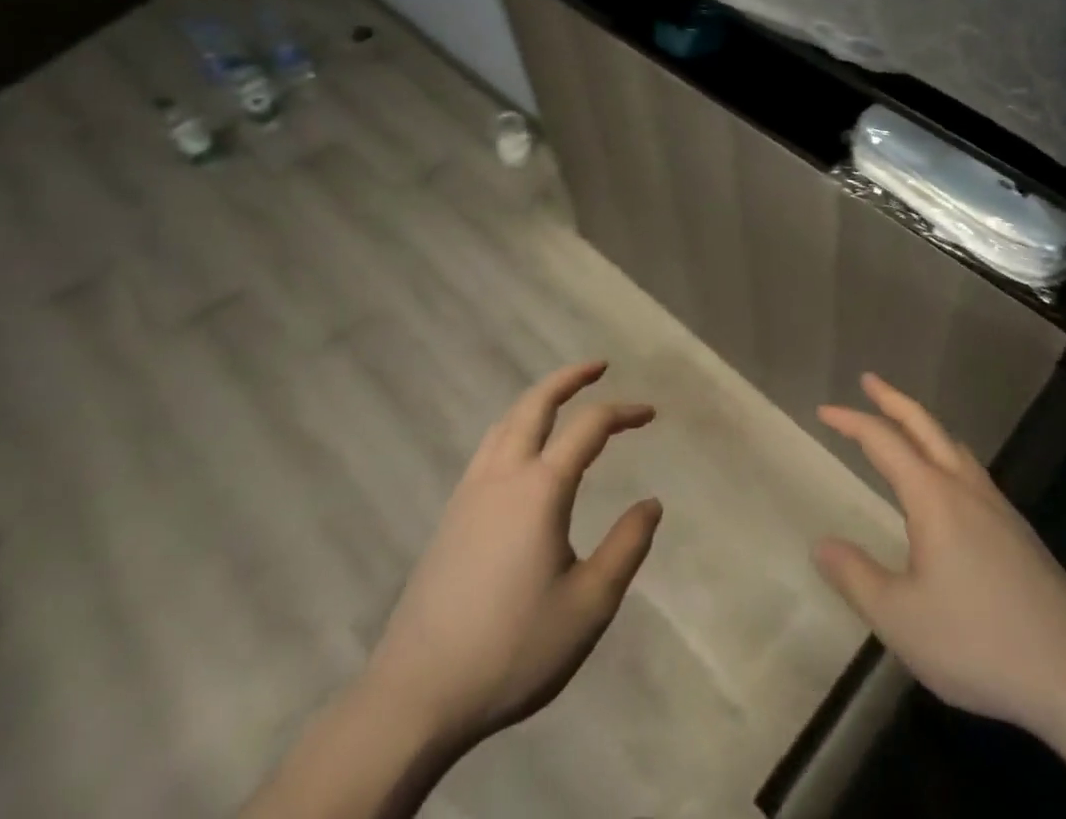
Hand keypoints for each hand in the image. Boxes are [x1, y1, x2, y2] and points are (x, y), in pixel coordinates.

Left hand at [362, 360, 662, 748]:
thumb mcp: (588, 605)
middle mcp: (502, 477)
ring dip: (538, 399)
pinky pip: (487, 449)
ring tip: (562, 399)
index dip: (623, 412)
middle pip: (535, 404)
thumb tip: (651, 503)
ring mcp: (468, 495)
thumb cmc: (511, 649)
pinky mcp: (449, 518)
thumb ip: (626, 547)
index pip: (589, 427)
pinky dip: (514, 426)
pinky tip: (521, 451)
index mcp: (540, 489)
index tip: (650, 414)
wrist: (413, 698)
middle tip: (599, 366)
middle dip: (569, 379)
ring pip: (505, 423)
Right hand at [813, 373, 1065, 736]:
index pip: (884, 442)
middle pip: (925, 425)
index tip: (824, 411)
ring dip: (923, 425)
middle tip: (869, 380)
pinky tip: (948, 484)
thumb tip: (821, 543)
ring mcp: (997, 505)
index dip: (851, 422)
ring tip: (905, 426)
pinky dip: (946, 454)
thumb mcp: (901, 619)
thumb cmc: (978, 640)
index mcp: (933, 497)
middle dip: (893, 399)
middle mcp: (965, 487)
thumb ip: (857, 577)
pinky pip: (971, 470)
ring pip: (953, 445)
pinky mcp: (1017, 529)